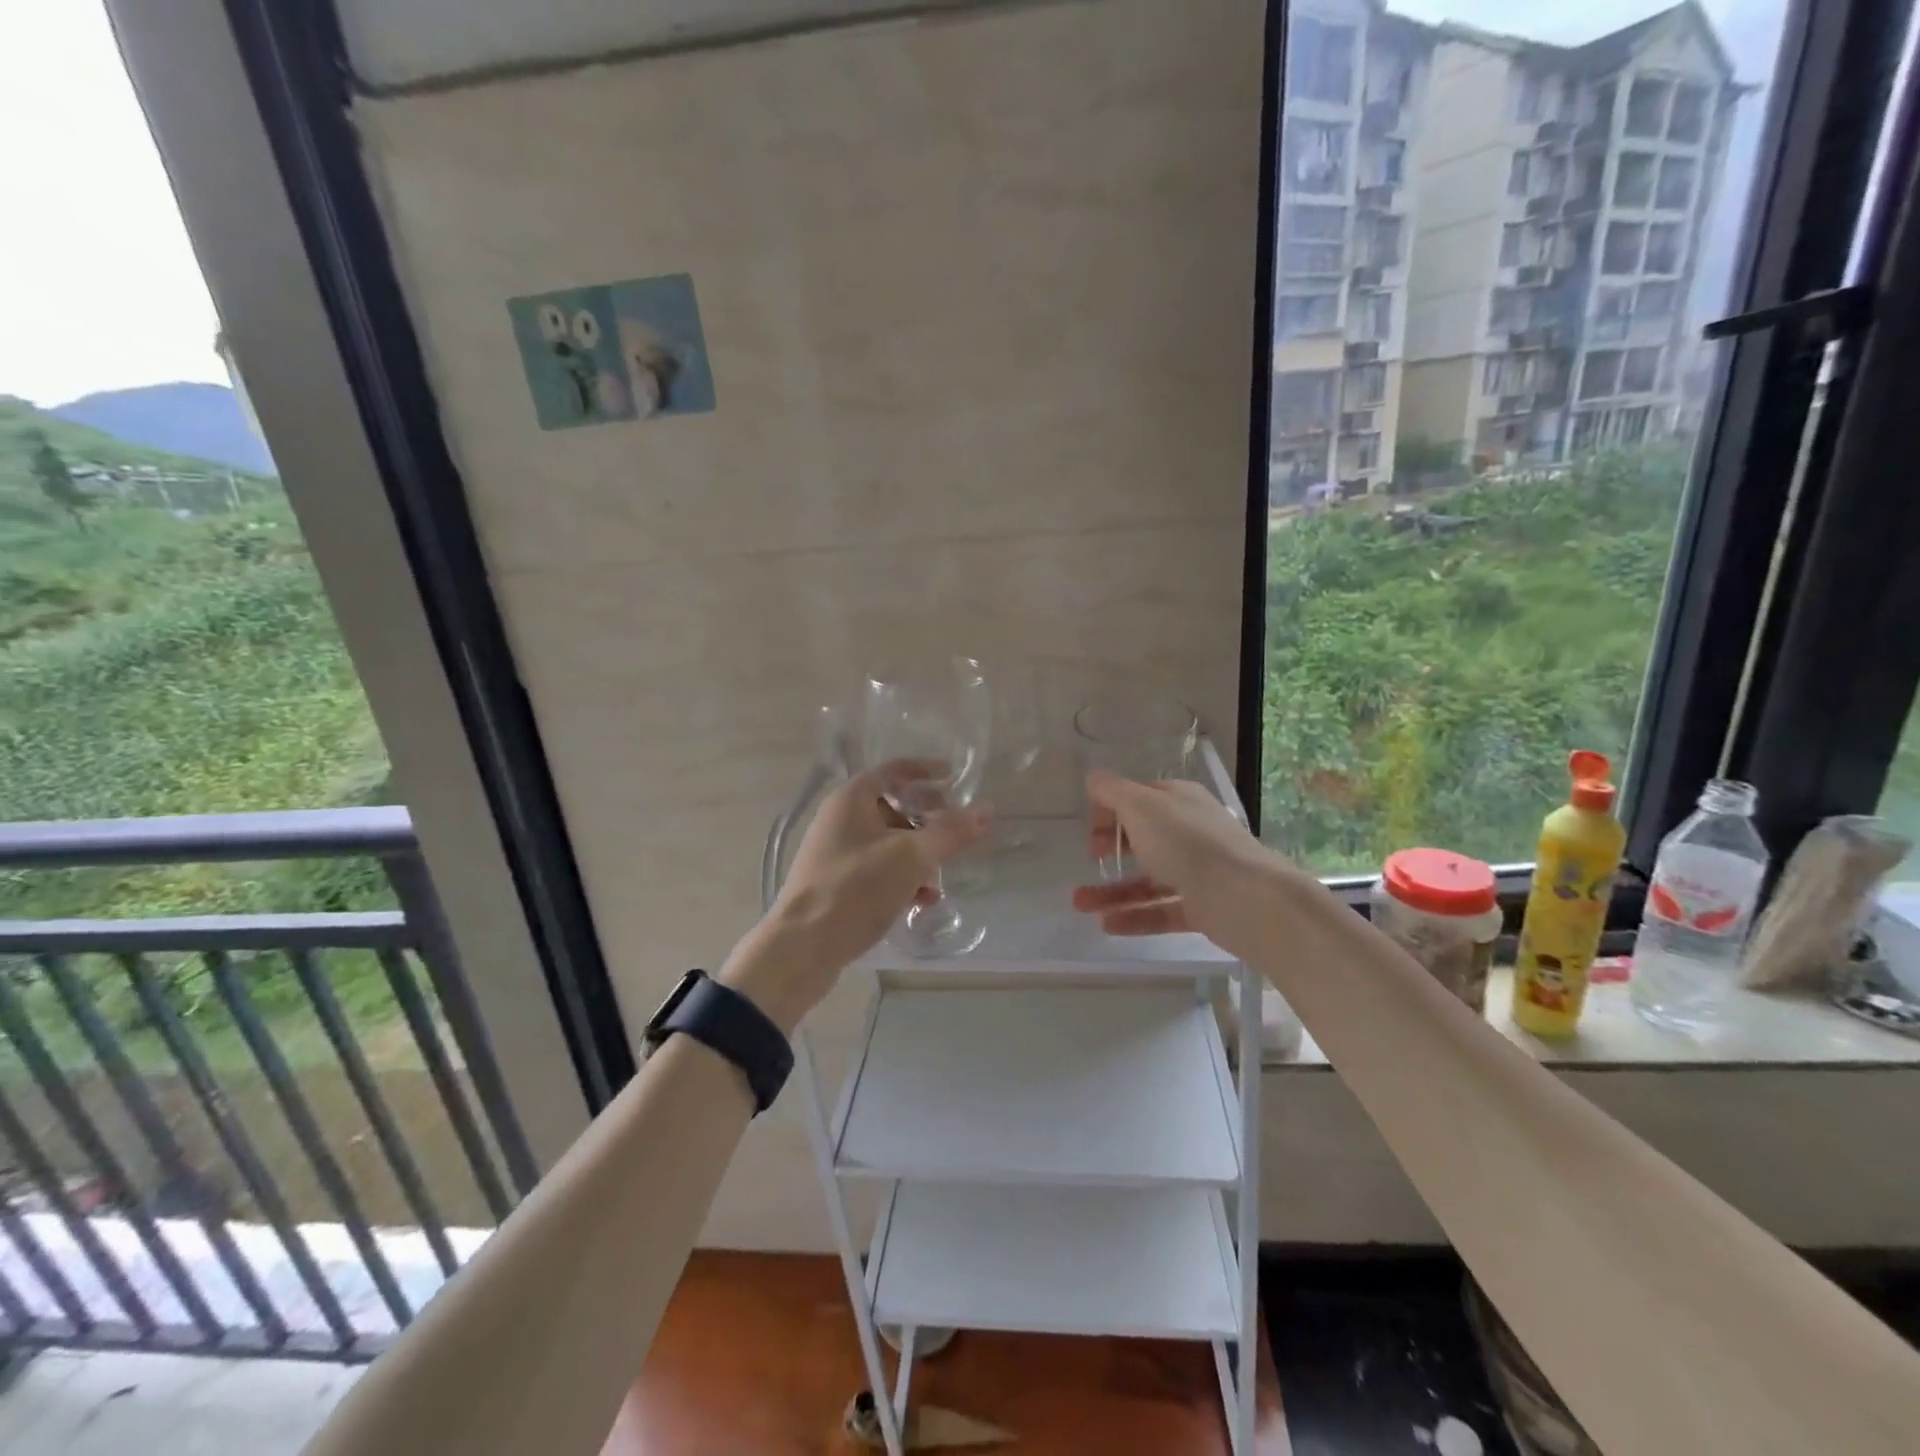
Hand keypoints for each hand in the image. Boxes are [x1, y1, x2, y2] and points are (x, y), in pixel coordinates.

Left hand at [720, 763, 989, 1032]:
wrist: (803, 947)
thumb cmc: (857, 888)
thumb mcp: (912, 856)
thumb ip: (951, 831)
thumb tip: (987, 809)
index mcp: (852, 799)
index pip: (894, 771)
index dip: (926, 771)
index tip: (955, 778)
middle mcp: (840, 819)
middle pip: (893, 807)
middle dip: (927, 821)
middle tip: (956, 832)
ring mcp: (836, 854)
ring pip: (888, 843)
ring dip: (918, 856)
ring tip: (939, 878)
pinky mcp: (836, 884)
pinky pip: (877, 871)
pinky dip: (901, 879)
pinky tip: (920, 901)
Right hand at [1069, 770, 1285, 959]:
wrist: (1244, 897)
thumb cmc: (1186, 842)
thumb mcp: (1141, 806)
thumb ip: (1112, 791)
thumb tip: (1093, 777)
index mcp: (1179, 801)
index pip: (1139, 798)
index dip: (1111, 810)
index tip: (1090, 828)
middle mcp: (1189, 832)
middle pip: (1143, 838)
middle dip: (1111, 849)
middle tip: (1089, 859)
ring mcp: (1197, 872)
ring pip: (1148, 880)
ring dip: (1112, 891)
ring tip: (1079, 904)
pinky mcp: (1201, 908)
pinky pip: (1161, 911)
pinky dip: (1134, 917)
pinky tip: (1106, 925)